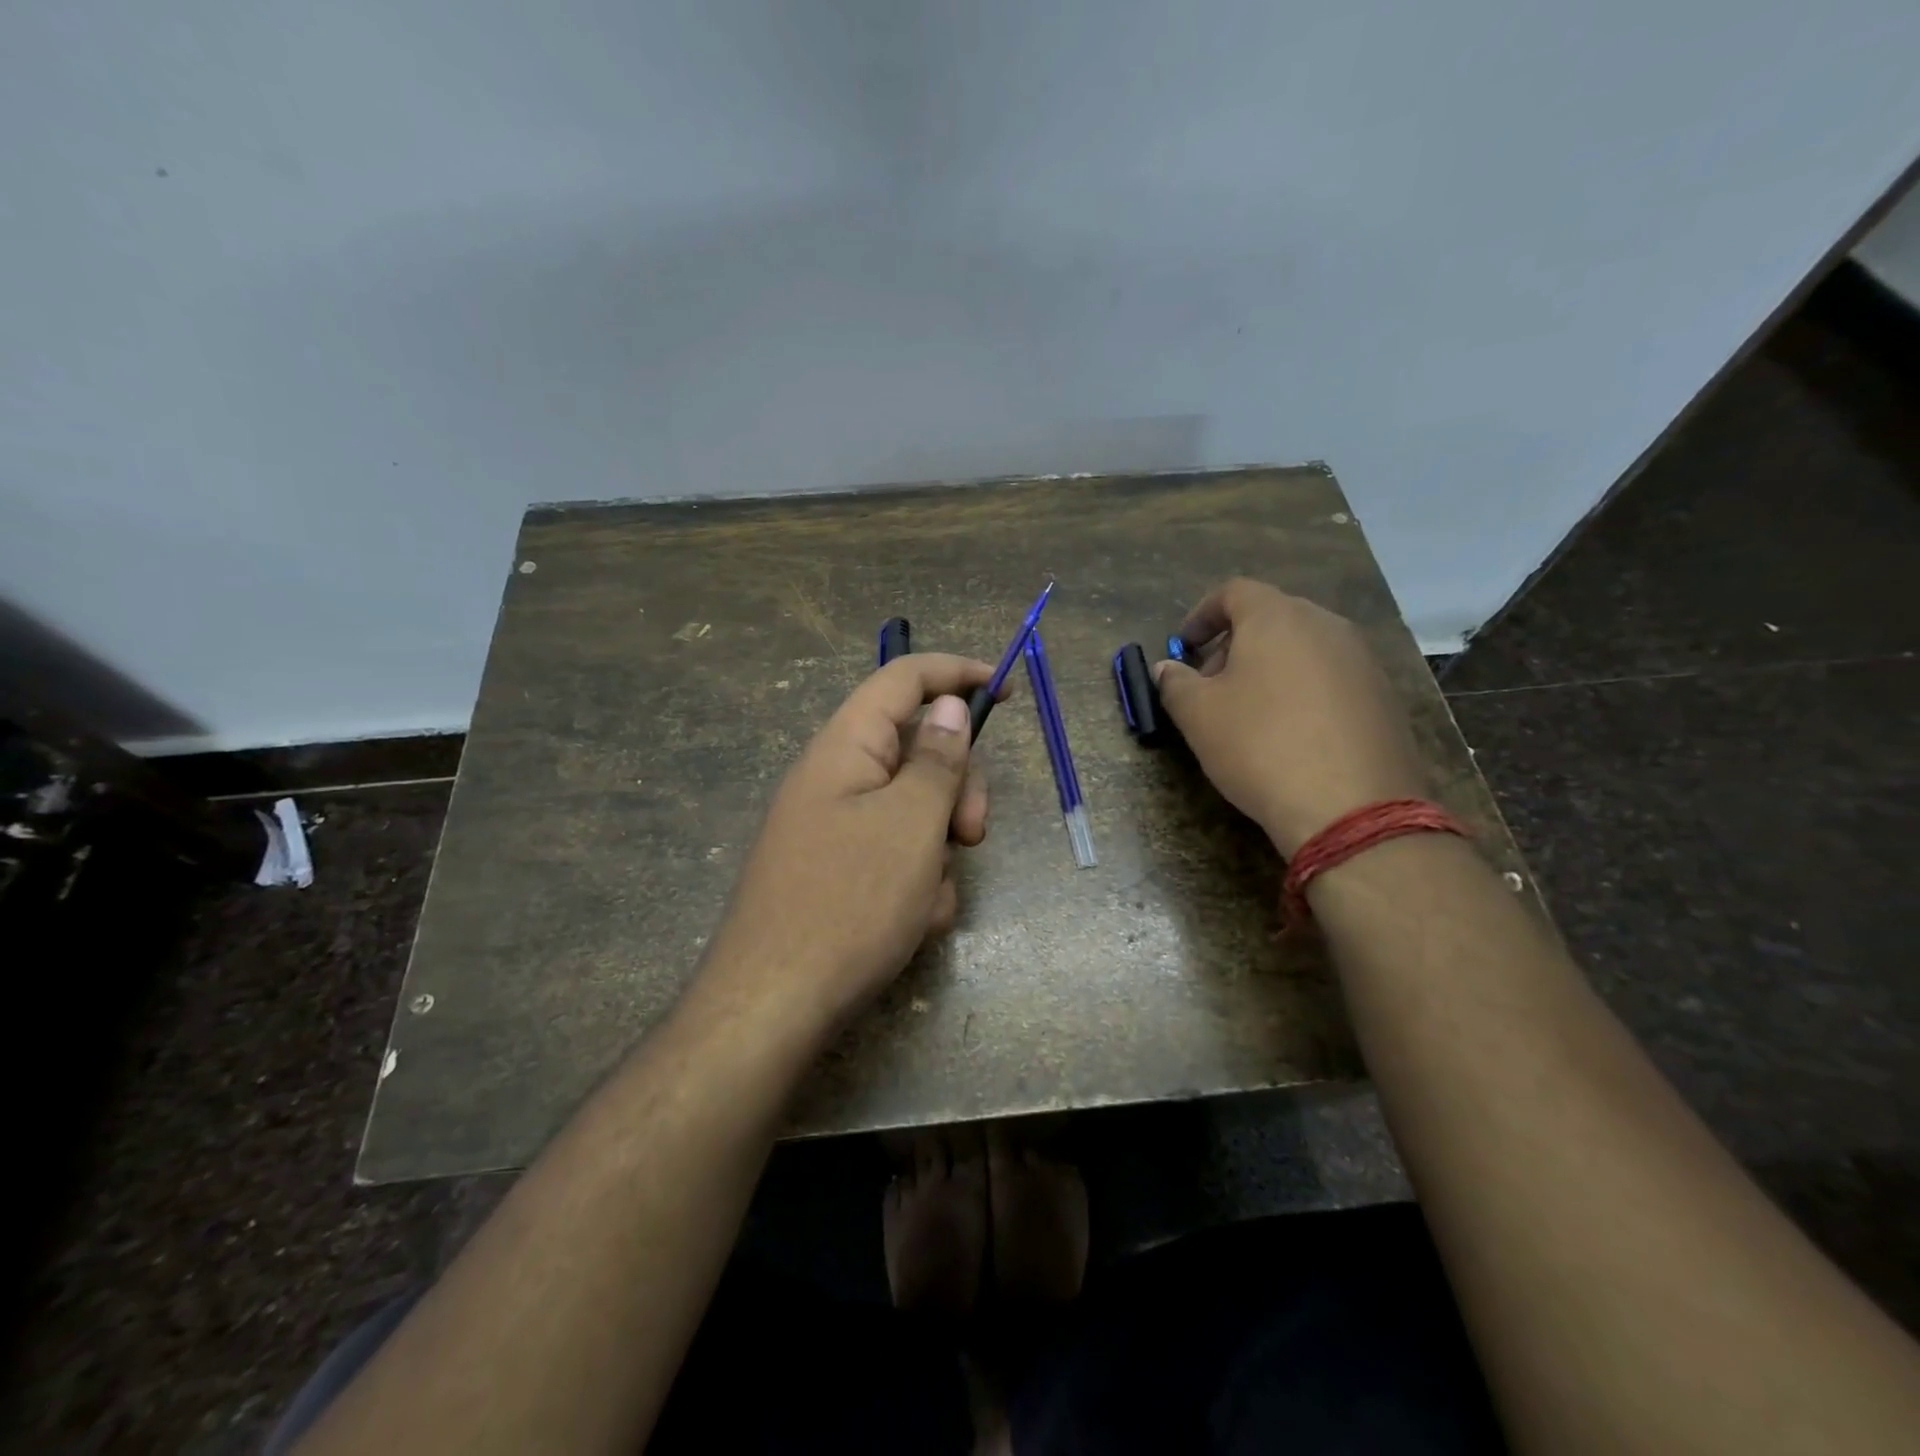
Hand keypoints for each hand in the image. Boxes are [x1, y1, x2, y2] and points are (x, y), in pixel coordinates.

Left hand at [699, 654, 994, 1031]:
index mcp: (846, 748)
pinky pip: (896, 857)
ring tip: (929, 899)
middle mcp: (836, 778)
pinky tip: (910, 923)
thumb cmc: (849, 903)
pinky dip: (916, 883)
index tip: (1007, 689)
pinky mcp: (838, 872)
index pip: (903, 679)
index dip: (956, 672)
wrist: (774, 1006)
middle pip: (918, 751)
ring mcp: (835, 828)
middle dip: (957, 789)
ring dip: (938, 850)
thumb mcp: (911, 824)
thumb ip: (938, 760)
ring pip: (914, 812)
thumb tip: (948, 705)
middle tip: (972, 835)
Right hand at [1153, 578, 1428, 855]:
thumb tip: (1166, 668)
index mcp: (1277, 617)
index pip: (1233, 592)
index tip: (1183, 648)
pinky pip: (1331, 678)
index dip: (1201, 615)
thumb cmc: (1260, 746)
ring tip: (1248, 712)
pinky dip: (1302, 690)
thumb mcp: (1198, 715)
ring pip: (1303, 647)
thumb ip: (1175, 683)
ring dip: (1269, 667)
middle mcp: (1326, 625)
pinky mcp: (1384, 696)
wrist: (1351, 806)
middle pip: (1271, 617)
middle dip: (1233, 644)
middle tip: (1209, 684)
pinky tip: (1291, 733)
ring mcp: (1362, 659)